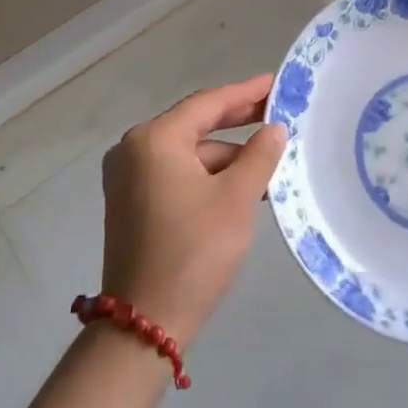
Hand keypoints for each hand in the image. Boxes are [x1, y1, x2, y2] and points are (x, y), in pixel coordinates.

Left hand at [99, 75, 287, 344]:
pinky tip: (241, 186)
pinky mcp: (132, 204)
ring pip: (189, 154)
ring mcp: (129, 179)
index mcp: (154, 140)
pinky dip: (208, 176)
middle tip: (278, 113)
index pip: (208, 103)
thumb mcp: (237, 198)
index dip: (246, 92)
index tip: (276, 83)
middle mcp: (134, 151)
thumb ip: (260, 155)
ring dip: (227, 157)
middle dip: (238, 122)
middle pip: (196, 125)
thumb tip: (274, 129)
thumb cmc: (194, 251)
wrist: (144, 324)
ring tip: (269, 162)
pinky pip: (177, 174)